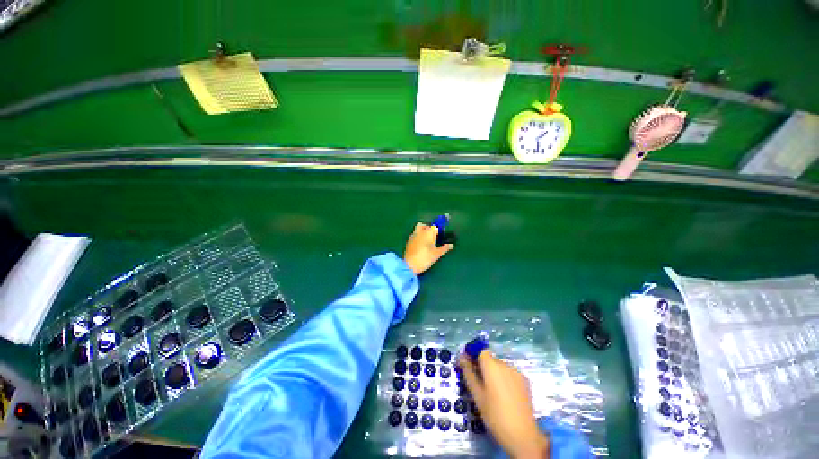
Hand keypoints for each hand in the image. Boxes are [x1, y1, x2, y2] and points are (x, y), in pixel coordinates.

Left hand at [403, 223, 453, 274]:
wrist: (410, 265)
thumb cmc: (425, 258)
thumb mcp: (437, 254)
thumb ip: (444, 248)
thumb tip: (451, 245)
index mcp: (428, 232)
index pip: (434, 226)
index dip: (438, 230)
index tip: (440, 236)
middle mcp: (420, 231)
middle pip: (424, 225)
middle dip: (428, 228)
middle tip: (432, 236)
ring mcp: (413, 236)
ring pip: (417, 229)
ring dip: (422, 232)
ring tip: (426, 241)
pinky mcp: (408, 242)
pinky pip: (414, 235)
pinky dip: (417, 237)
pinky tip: (420, 245)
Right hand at [459, 353, 549, 458]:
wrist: (522, 435)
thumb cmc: (494, 415)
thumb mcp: (476, 395)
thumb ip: (468, 373)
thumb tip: (461, 357)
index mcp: (492, 366)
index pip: (480, 350)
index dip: (473, 355)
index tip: (468, 366)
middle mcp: (505, 364)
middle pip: (490, 359)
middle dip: (483, 366)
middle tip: (478, 383)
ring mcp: (517, 372)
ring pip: (500, 367)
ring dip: (494, 373)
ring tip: (492, 392)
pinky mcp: (525, 381)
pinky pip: (510, 374)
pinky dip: (504, 379)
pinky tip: (504, 395)